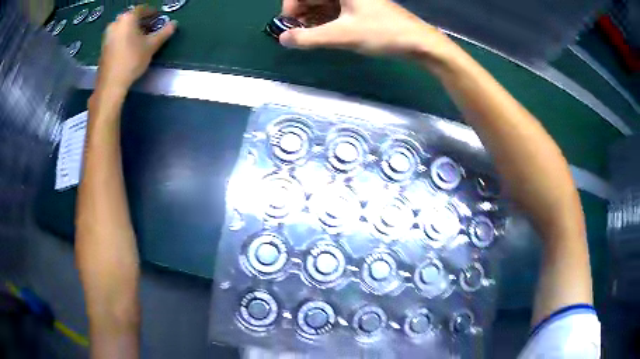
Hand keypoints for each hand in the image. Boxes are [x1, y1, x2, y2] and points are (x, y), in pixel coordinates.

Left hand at [97, 5, 176, 90]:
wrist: (110, 84)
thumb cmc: (132, 61)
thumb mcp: (152, 46)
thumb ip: (164, 32)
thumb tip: (173, 24)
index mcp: (128, 18)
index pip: (143, 9)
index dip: (152, 12)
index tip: (158, 18)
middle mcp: (116, 22)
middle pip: (132, 17)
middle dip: (142, 21)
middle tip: (151, 28)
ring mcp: (107, 35)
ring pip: (123, 27)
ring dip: (133, 30)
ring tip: (141, 38)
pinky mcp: (103, 47)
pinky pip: (117, 36)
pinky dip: (125, 37)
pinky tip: (130, 46)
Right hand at [280, 0, 453, 58]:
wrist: (419, 42)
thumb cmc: (382, 33)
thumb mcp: (343, 35)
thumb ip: (309, 37)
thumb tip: (283, 39)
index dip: (291, 6)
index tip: (288, 25)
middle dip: (300, 14)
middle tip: (297, 34)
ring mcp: (354, 0)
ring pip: (323, 4)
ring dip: (311, 19)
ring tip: (308, 37)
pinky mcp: (360, 8)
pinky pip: (335, 10)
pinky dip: (325, 21)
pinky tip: (322, 34)